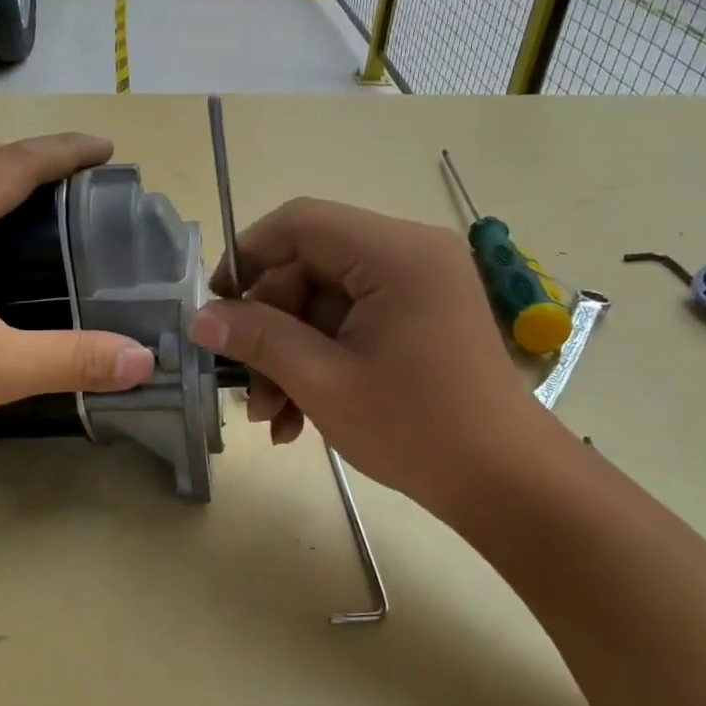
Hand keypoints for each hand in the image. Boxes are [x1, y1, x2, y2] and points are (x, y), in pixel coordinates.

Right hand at [185, 198, 548, 520]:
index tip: (215, 308)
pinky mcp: (417, 319)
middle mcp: (409, 255)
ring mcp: (416, 288)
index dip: (247, 258)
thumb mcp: (324, 382)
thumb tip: (200, 317)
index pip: (300, 224)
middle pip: (309, 269)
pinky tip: (297, 418)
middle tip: (247, 391)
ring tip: (270, 417)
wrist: (505, 482)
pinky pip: (350, 326)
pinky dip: (319, 363)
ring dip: (289, 356)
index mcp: (395, 253)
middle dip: (270, 330)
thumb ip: (259, 339)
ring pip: (323, 305)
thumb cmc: (416, 428)